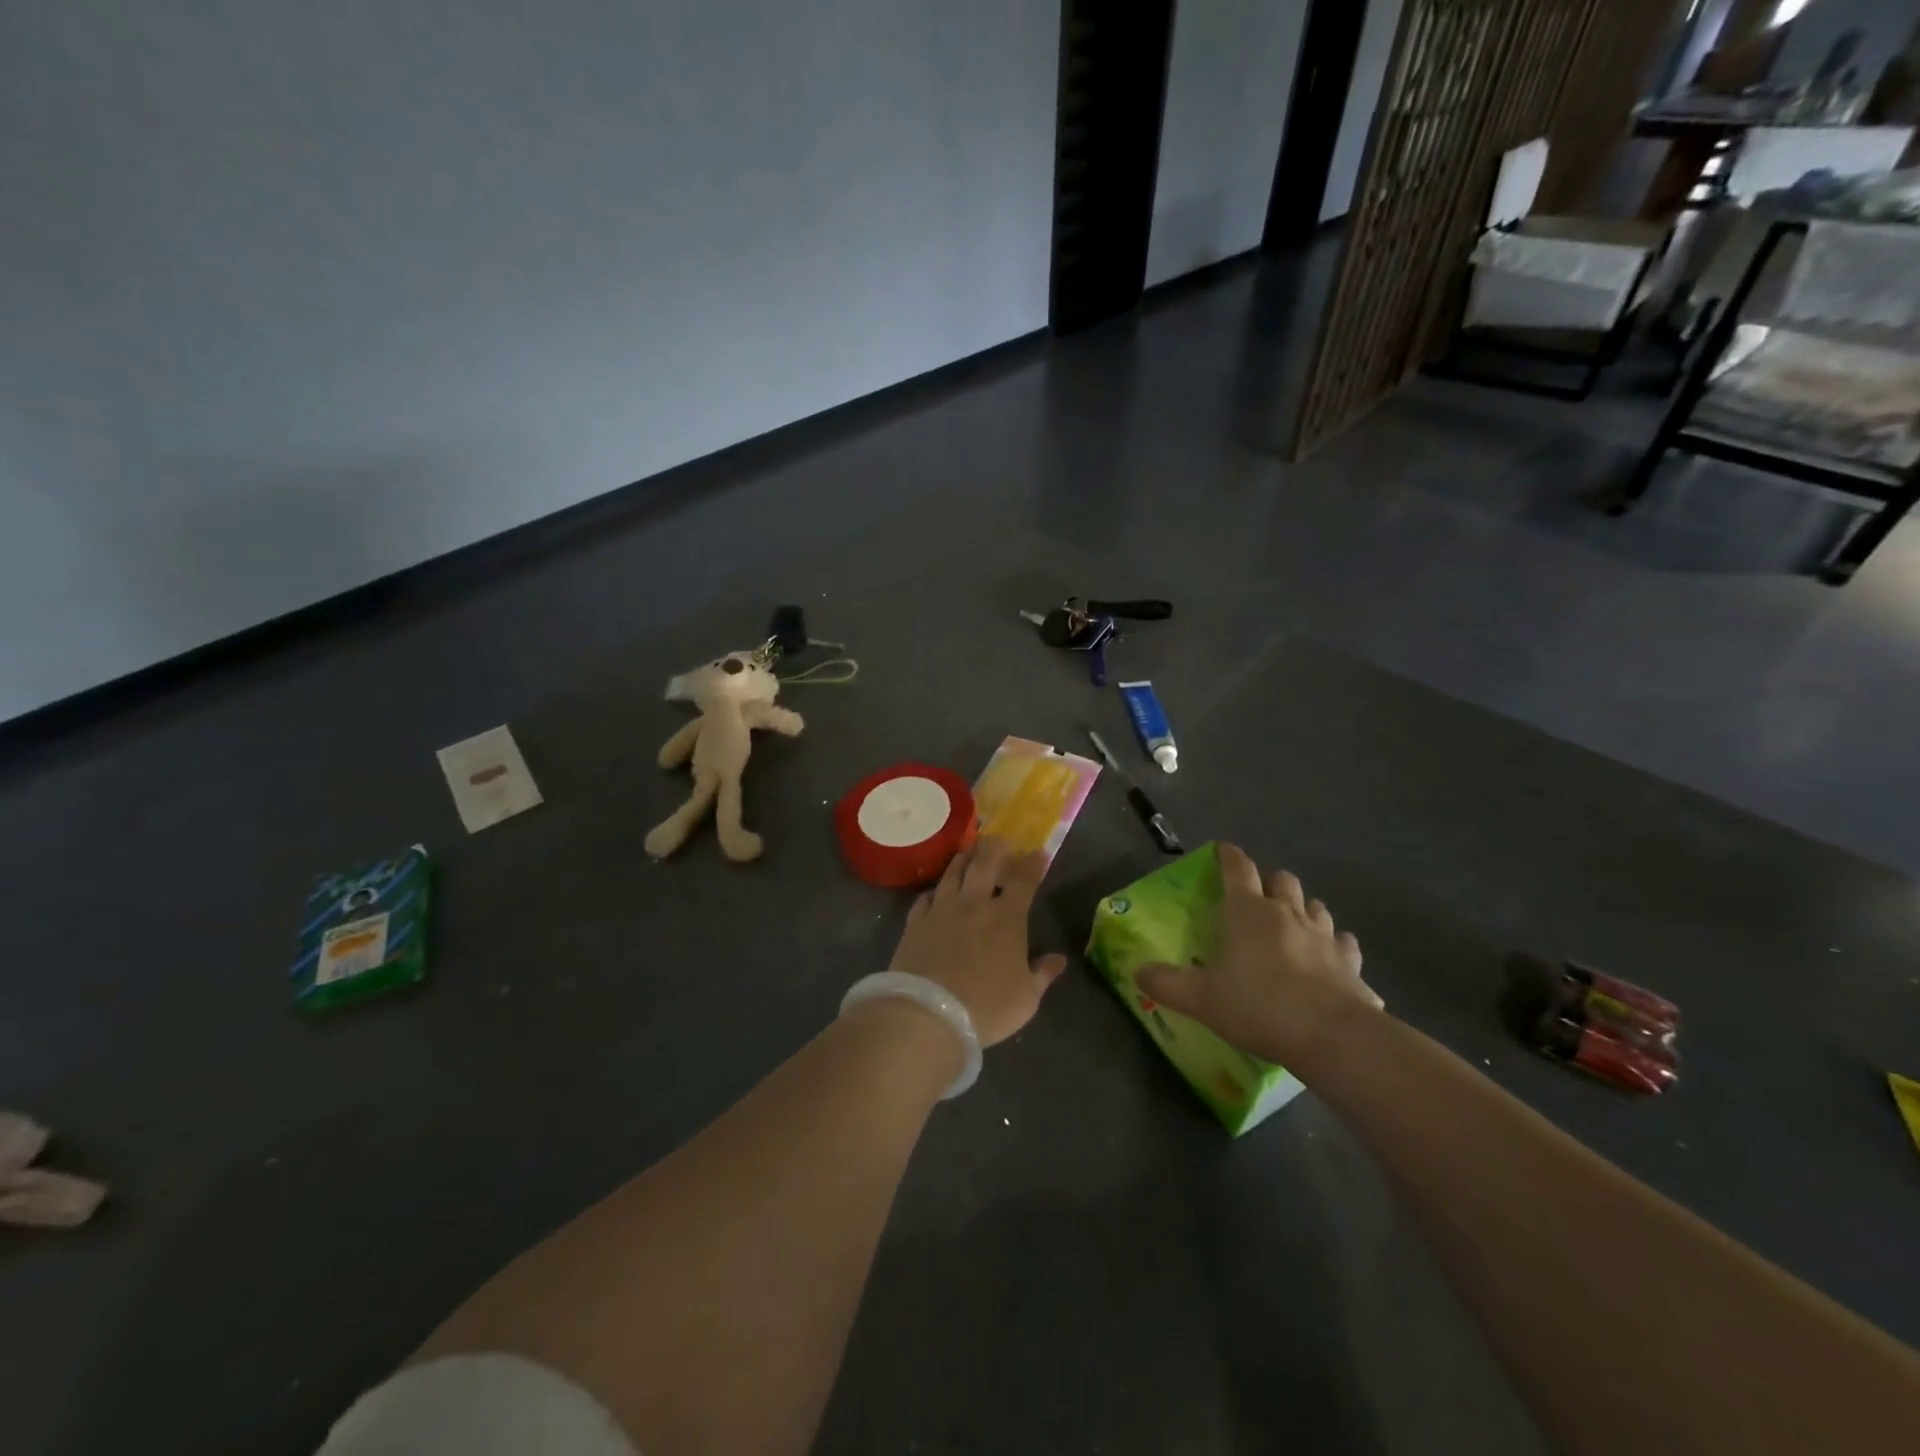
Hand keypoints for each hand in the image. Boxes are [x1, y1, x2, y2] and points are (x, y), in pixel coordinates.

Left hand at [888, 837, 1067, 1046]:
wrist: (928, 1013)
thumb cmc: (986, 1007)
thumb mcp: (1026, 998)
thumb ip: (1042, 974)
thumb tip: (1059, 959)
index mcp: (1006, 918)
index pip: (1024, 881)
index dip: (1032, 864)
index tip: (1038, 852)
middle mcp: (974, 904)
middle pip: (985, 865)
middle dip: (995, 848)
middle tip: (998, 838)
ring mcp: (941, 909)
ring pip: (953, 873)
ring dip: (963, 859)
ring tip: (968, 850)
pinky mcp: (915, 922)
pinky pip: (926, 897)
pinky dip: (934, 890)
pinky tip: (935, 891)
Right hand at [1137, 843, 1381, 1068]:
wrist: (1331, 1035)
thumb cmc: (1258, 1006)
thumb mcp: (1201, 998)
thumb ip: (1167, 983)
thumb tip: (1138, 971)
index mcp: (1248, 912)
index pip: (1238, 870)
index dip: (1229, 856)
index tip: (1224, 848)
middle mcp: (1288, 914)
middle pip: (1282, 880)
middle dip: (1270, 881)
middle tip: (1259, 894)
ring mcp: (1325, 936)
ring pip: (1316, 906)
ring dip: (1304, 908)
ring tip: (1295, 921)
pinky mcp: (1351, 963)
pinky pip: (1345, 944)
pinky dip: (1336, 944)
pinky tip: (1332, 957)